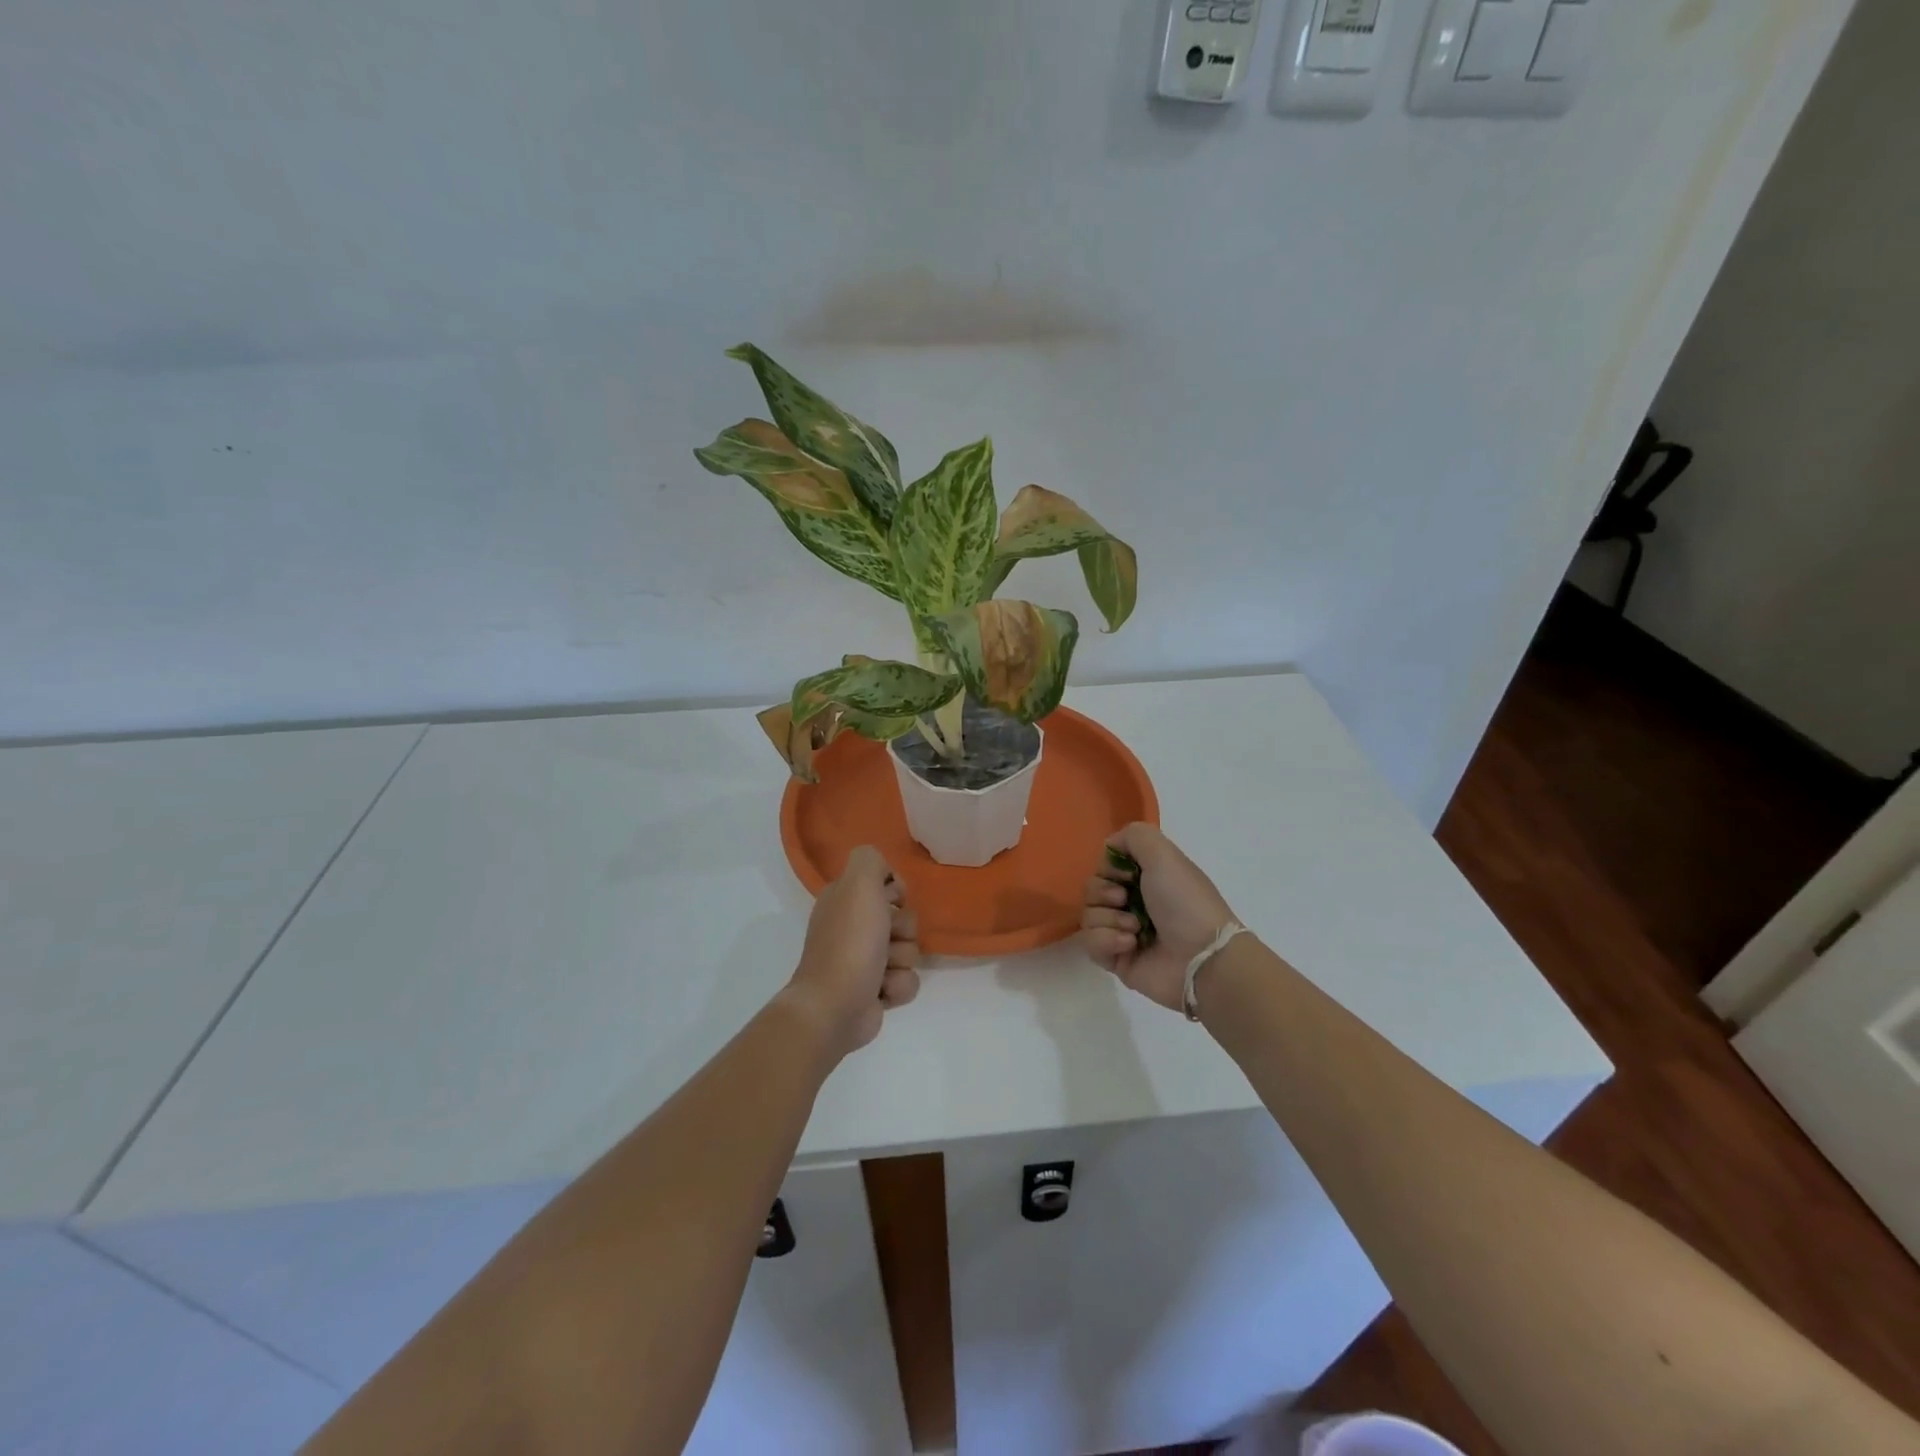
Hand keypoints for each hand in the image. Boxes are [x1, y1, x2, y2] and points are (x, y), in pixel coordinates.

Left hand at [784, 846, 920, 1055]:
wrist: (835, 1006)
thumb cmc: (849, 942)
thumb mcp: (859, 884)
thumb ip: (871, 860)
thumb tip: (886, 874)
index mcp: (844, 900)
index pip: (887, 884)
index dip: (896, 892)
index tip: (892, 901)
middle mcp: (853, 927)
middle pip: (904, 918)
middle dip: (903, 930)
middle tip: (886, 938)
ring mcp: (864, 961)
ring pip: (910, 951)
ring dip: (902, 961)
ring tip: (882, 971)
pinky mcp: (875, 990)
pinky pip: (907, 980)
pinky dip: (898, 986)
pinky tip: (881, 991)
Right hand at [1082, 823, 1237, 1013]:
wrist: (1201, 957)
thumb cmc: (1184, 902)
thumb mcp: (1164, 854)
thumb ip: (1133, 835)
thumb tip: (1109, 848)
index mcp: (1146, 878)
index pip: (1106, 865)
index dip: (1108, 867)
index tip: (1125, 874)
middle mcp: (1133, 902)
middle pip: (1092, 889)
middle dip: (1104, 892)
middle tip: (1125, 899)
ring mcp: (1122, 931)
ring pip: (1087, 915)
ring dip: (1109, 919)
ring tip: (1135, 929)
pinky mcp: (1116, 959)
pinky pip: (1090, 943)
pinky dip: (1107, 941)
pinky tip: (1130, 945)